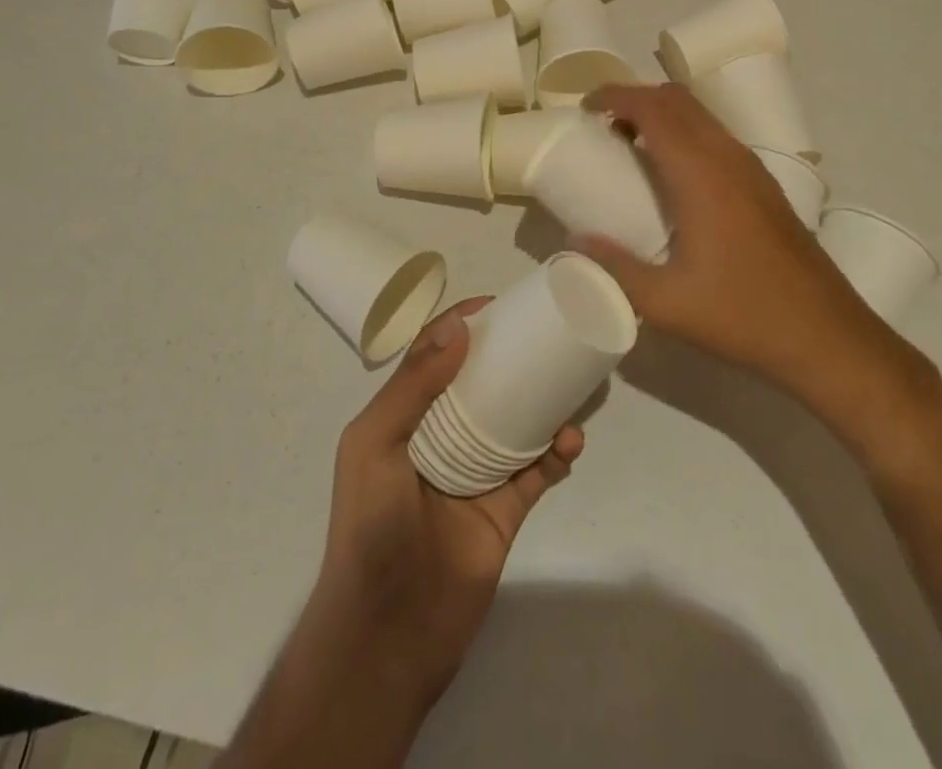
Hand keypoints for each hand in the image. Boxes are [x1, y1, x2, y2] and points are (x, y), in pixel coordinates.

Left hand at [311, 298, 583, 707]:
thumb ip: (412, 386)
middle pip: (481, 385)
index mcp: (404, 419)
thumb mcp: (374, 445)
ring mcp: (474, 475)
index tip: (498, 304)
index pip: (434, 358)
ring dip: (542, 403)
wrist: (386, 637)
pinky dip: (556, 454)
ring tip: (570, 384)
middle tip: (544, 334)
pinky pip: (537, 473)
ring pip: (515, 424)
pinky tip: (571, 441)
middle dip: (510, 358)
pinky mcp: (504, 512)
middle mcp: (440, 439)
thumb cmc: (370, 528)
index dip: (461, 327)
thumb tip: (458, 328)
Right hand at [575, 83, 933, 453]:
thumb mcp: (666, 301)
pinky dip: (685, 132)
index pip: (653, 108)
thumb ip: (615, 267)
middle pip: (677, 99)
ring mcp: (752, 169)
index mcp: (701, 174)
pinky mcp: (765, 185)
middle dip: (635, 98)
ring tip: (630, 145)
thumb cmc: (742, 315)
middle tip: (602, 125)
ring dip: (663, 114)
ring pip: (701, 115)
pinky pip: (716, 136)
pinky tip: (673, 174)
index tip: (584, 108)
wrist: (827, 338)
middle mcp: (728, 157)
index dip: (615, 96)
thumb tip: (575, 241)